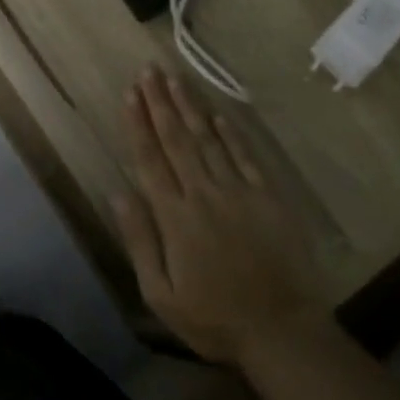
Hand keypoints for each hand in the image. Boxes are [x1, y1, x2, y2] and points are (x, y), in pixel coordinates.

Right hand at [111, 66, 328, 366]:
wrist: (281, 329)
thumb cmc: (214, 318)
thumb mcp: (161, 294)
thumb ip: (140, 240)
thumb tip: (119, 194)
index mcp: (175, 217)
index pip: (151, 160)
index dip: (139, 124)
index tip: (130, 93)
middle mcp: (204, 193)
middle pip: (177, 140)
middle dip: (160, 103)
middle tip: (149, 70)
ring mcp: (239, 191)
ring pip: (208, 139)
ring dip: (190, 107)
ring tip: (175, 78)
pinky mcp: (268, 196)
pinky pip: (245, 156)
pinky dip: (231, 132)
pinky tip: (218, 112)